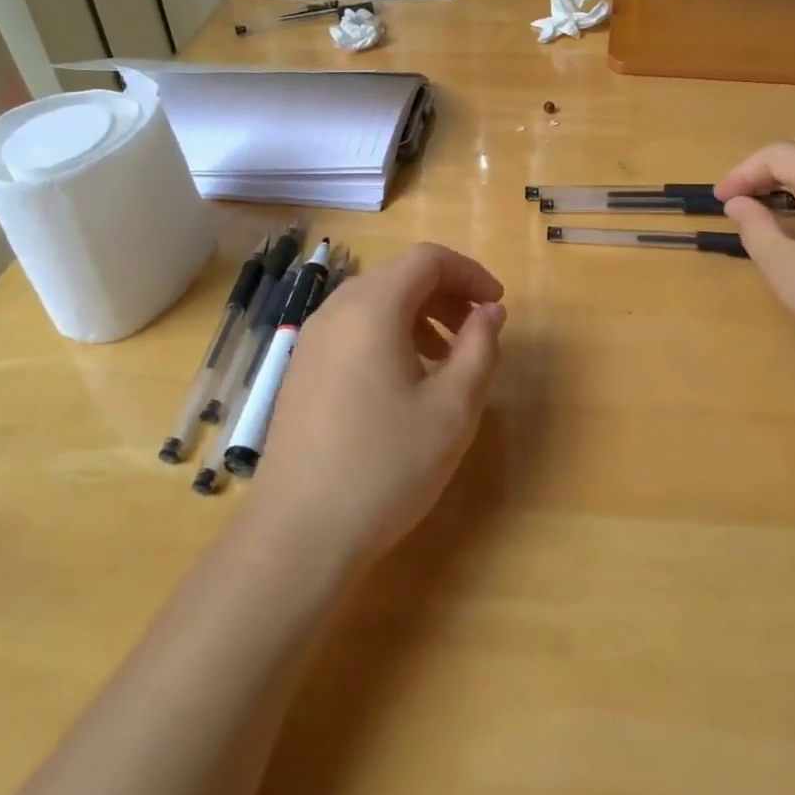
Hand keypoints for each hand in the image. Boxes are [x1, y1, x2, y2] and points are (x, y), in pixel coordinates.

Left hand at [247, 243, 506, 570]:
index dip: (469, 272)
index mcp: (372, 307)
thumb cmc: (386, 466)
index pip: (427, 259)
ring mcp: (312, 340)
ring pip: (375, 302)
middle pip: (398, 275)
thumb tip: (490, 311)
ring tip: (446, 358)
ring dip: (419, 314)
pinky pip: (353, 329)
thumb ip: (479, 348)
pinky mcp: (302, 369)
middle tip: (477, 330)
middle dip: (446, 293)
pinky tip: (405, 381)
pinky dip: (389, 335)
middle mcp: (336, 310)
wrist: (298, 535)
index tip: (497, 305)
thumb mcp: (452, 408)